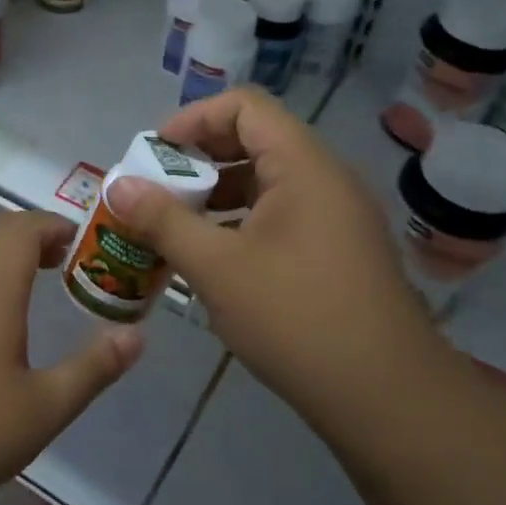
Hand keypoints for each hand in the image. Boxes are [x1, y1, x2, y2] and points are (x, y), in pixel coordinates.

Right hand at [105, 87, 449, 437]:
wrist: (386, 397)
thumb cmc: (296, 317)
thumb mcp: (216, 267)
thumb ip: (163, 220)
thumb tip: (119, 185)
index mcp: (303, 166)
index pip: (245, 106)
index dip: (194, 119)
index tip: (156, 154)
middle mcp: (326, 179)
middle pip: (255, 141)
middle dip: (200, 160)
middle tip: (159, 191)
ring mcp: (338, 217)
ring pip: (268, 183)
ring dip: (218, 196)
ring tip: (177, 228)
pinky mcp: (339, 252)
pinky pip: (283, 217)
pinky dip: (243, 224)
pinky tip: (215, 261)